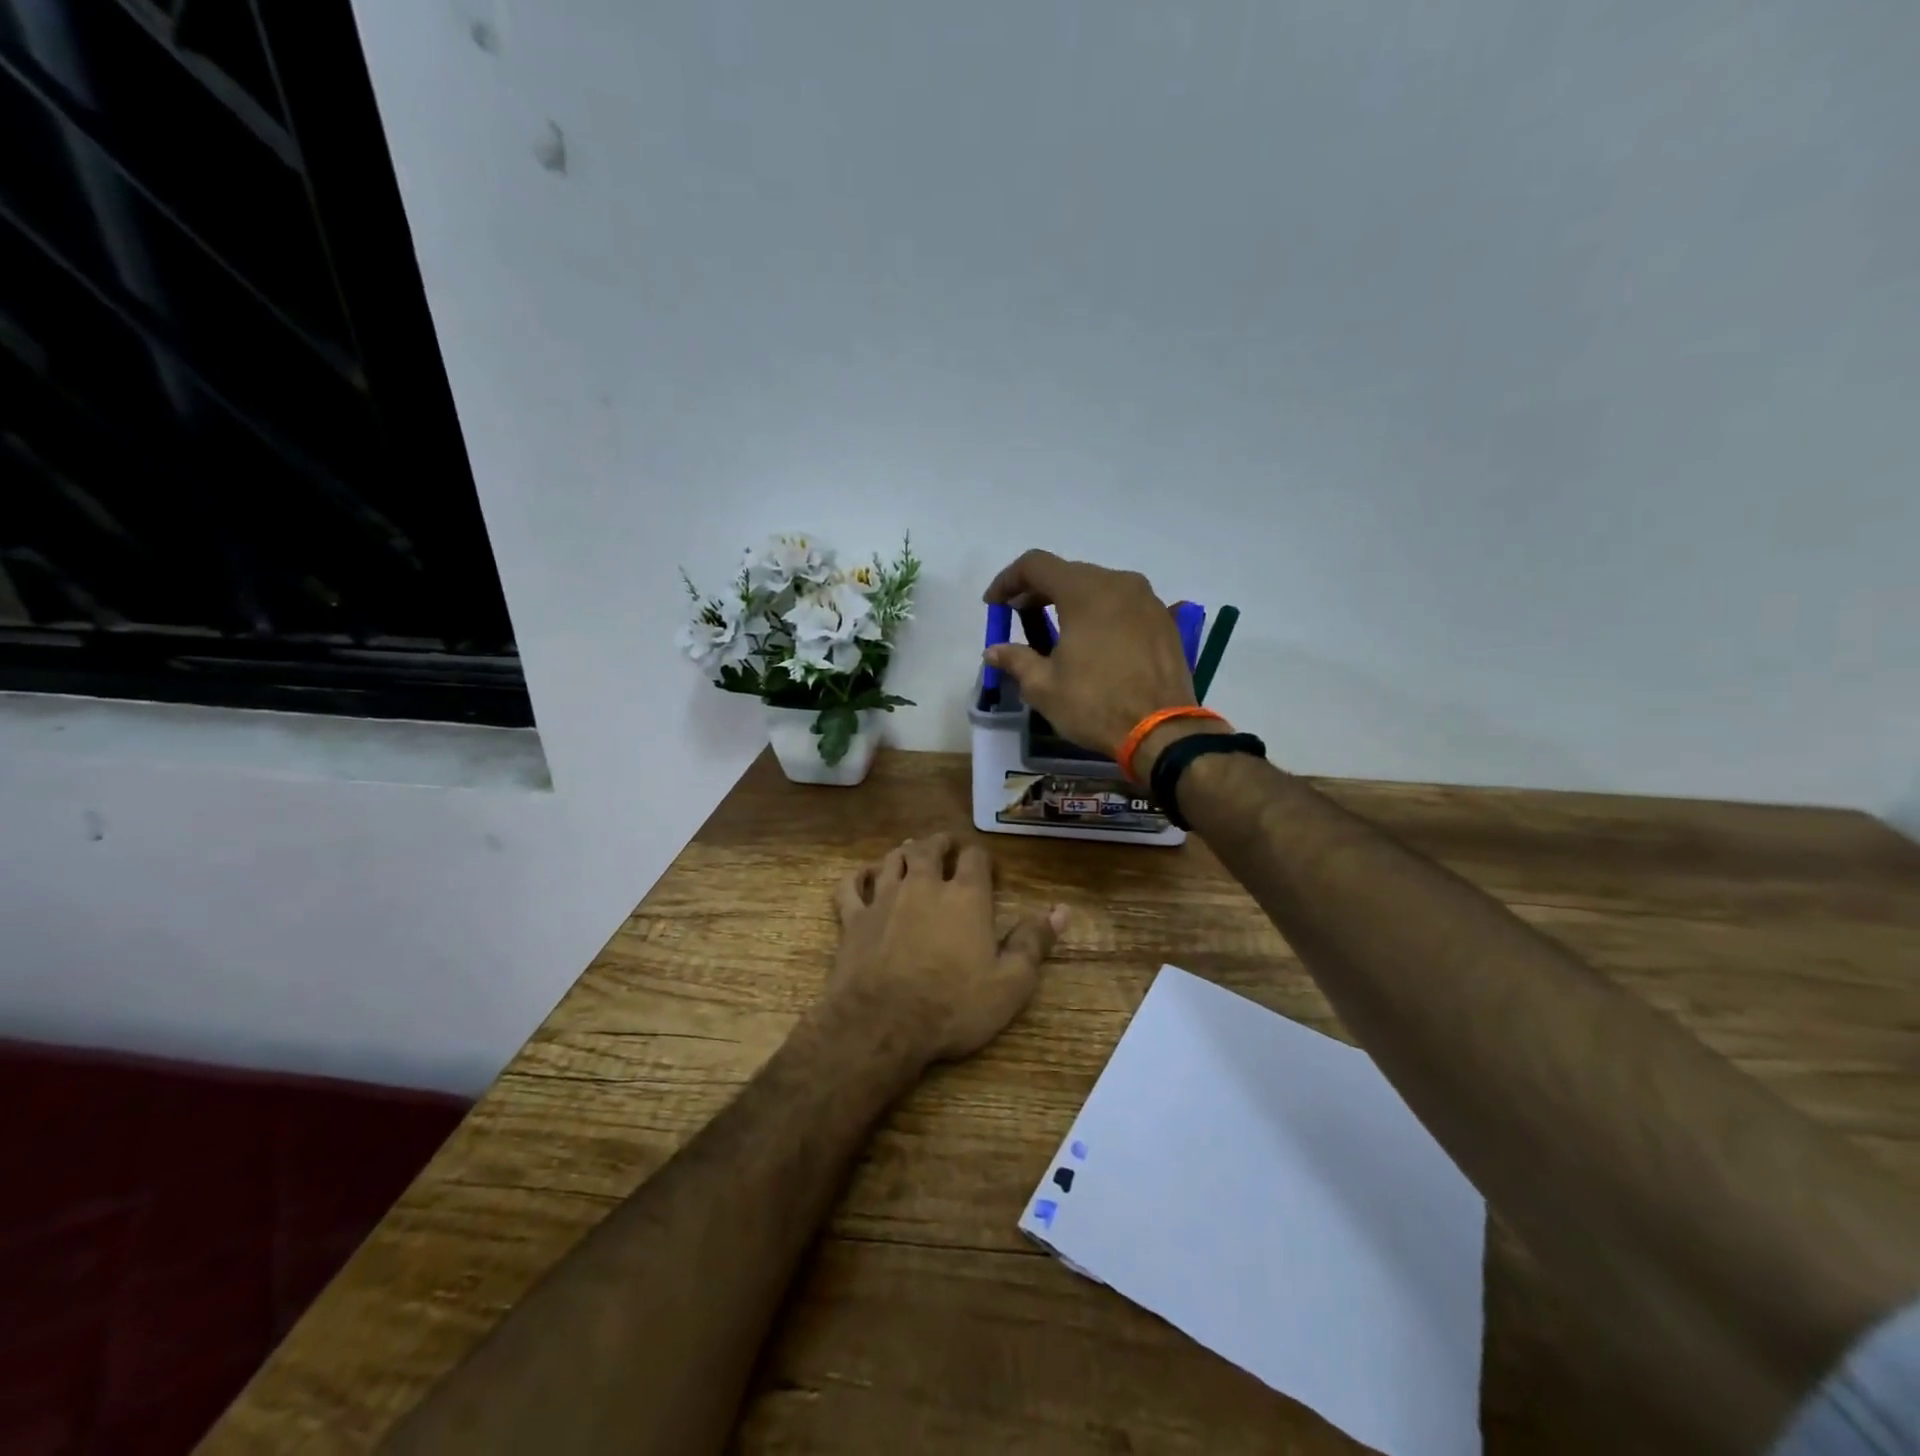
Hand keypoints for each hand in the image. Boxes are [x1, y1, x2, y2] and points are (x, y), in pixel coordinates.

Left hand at [828, 833, 1064, 1067]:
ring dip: (903, 852)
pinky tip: (863, 876)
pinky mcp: (853, 919)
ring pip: (892, 860)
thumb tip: (1061, 910)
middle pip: (929, 848)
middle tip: (946, 845)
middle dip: (940, 843)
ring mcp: (884, 899)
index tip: (985, 865)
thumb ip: (1033, 942)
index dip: (981, 857)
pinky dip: (858, 876)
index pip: (975, 857)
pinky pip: (851, 886)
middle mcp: (923, 885)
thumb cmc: (954, 1005)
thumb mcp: (1010, 983)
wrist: (883, 1025)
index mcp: (965, 896)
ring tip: (910, 850)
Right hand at [983, 550, 1225, 772]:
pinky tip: (1092, 642)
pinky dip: (1100, 614)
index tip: (994, 605)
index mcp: (1085, 591)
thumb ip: (1016, 659)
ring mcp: (1147, 600)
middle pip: (1069, 573)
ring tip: (1054, 632)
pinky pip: (1123, 605)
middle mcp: (1119, 583)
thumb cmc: (1096, 705)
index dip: (1008, 580)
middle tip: (1019, 618)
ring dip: (1070, 602)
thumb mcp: (1044, 687)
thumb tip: (993, 651)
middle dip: (1038, 591)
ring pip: (1099, 587)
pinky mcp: (1164, 621)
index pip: (1036, 565)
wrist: (1163, 731)